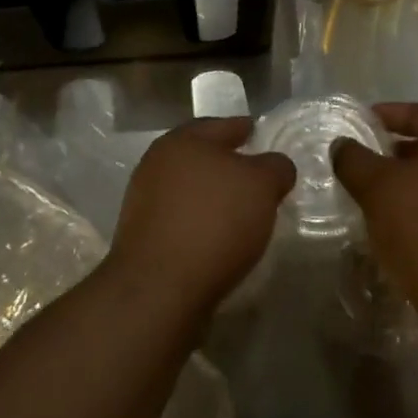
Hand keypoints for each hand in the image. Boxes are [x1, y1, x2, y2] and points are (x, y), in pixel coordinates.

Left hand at [108, 117, 295, 317]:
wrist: (158, 291)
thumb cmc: (214, 222)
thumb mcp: (262, 185)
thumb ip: (275, 167)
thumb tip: (276, 167)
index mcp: (183, 140)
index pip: (222, 125)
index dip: (245, 129)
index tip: (261, 136)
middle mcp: (158, 164)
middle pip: (202, 157)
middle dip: (228, 165)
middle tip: (256, 178)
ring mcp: (145, 203)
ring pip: (190, 190)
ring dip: (212, 197)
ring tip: (242, 214)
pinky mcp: (141, 240)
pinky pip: (181, 221)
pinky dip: (200, 225)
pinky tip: (219, 241)